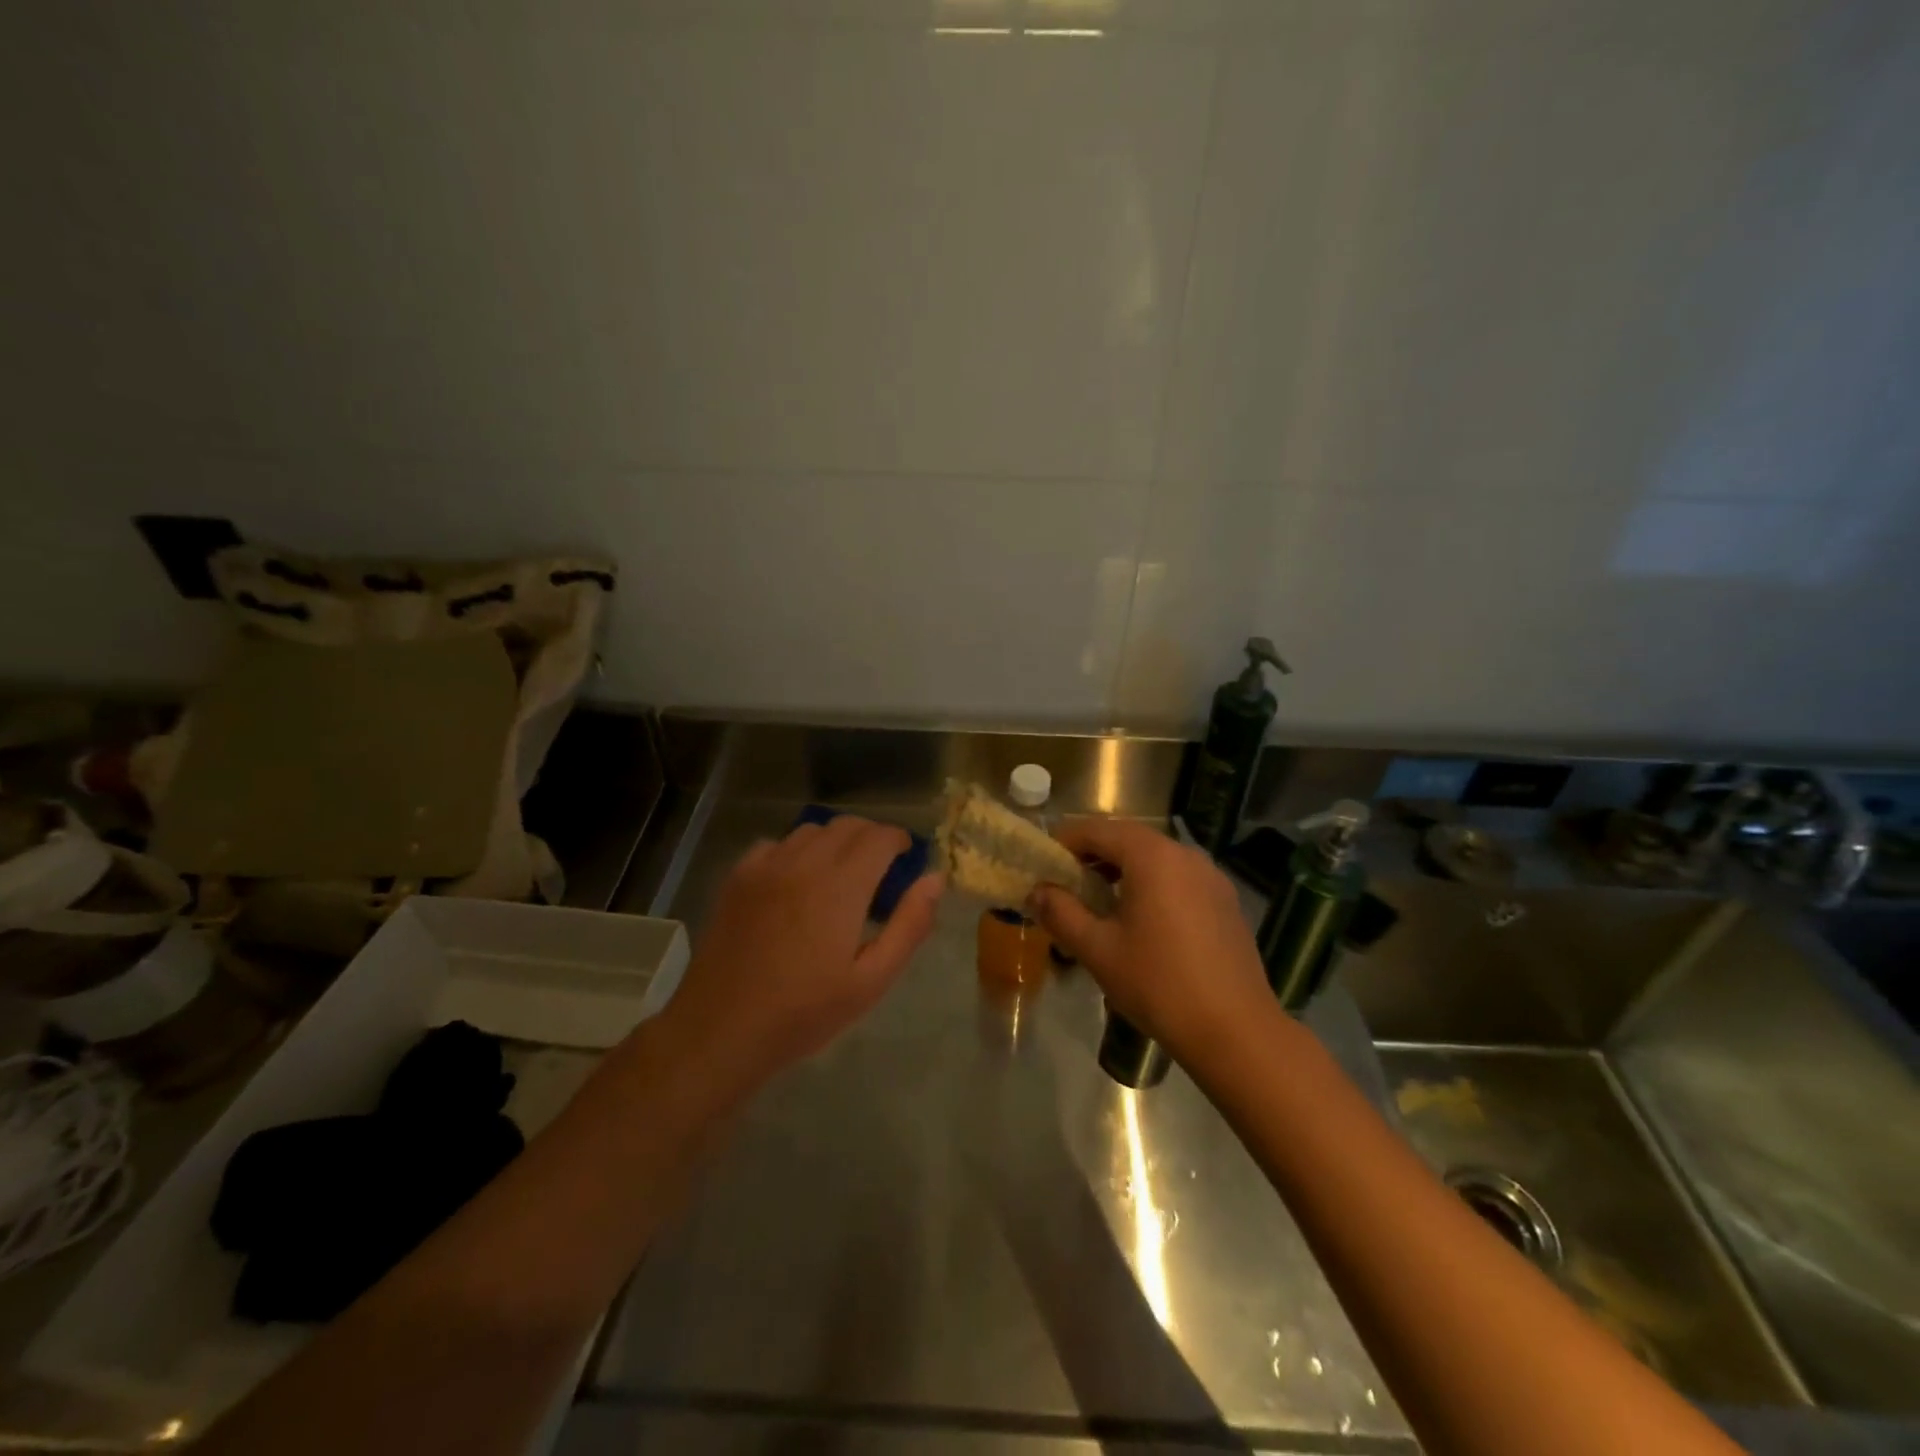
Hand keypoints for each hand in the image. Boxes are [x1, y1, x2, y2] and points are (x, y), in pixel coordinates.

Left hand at [661, 816, 942, 1088]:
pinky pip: (777, 844)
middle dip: (871, 838)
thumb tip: (935, 879)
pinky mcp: (738, 876)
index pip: (880, 836)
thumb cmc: (804, 1012)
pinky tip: (797, 883)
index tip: (906, 862)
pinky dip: (797, 852)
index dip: (899, 842)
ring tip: (840, 877)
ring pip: (812, 830)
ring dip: (835, 842)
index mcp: (841, 885)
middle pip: (847, 825)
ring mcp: (766, 865)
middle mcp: (804, 862)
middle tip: (880, 872)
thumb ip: (909, 925)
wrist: (721, 1029)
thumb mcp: (872, 980)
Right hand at [1029, 819, 1271, 1063]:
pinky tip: (1141, 922)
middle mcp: (1184, 854)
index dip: (1065, 842)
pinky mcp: (1225, 900)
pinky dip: (1151, 885)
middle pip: (1128, 839)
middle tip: (1065, 886)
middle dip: (1092, 856)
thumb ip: (1062, 913)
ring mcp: (1211, 876)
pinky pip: (1178, 878)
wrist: (1236, 1031)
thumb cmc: (1159, 984)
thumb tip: (1037, 891)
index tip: (1042, 866)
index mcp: (1152, 856)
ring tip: (1099, 905)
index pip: (1097, 830)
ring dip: (1122, 871)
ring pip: (1155, 858)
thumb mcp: (1098, 950)